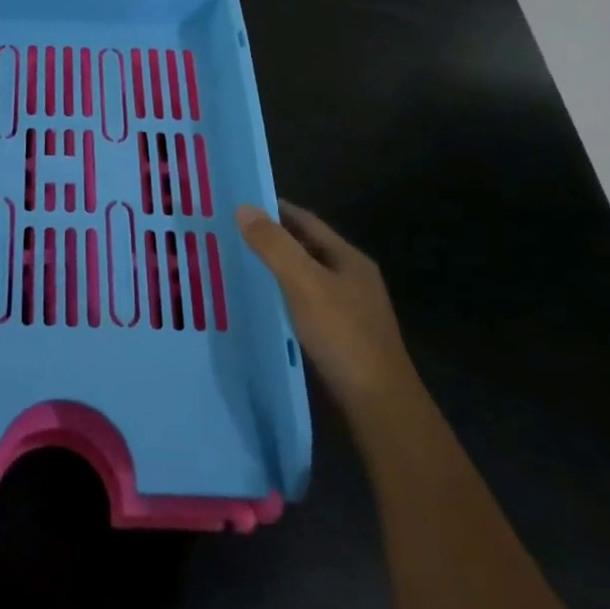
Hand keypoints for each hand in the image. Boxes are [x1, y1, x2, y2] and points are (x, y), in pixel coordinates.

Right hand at [238, 200, 415, 414]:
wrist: (378, 404)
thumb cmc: (343, 335)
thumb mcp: (304, 283)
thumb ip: (274, 245)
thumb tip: (244, 208)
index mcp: (350, 259)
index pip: (307, 221)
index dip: (275, 209)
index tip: (240, 204)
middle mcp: (353, 280)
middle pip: (307, 248)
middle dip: (273, 239)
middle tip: (231, 234)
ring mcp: (350, 310)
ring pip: (306, 278)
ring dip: (276, 270)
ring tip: (238, 266)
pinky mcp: (342, 338)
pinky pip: (305, 305)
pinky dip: (283, 298)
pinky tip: (261, 306)